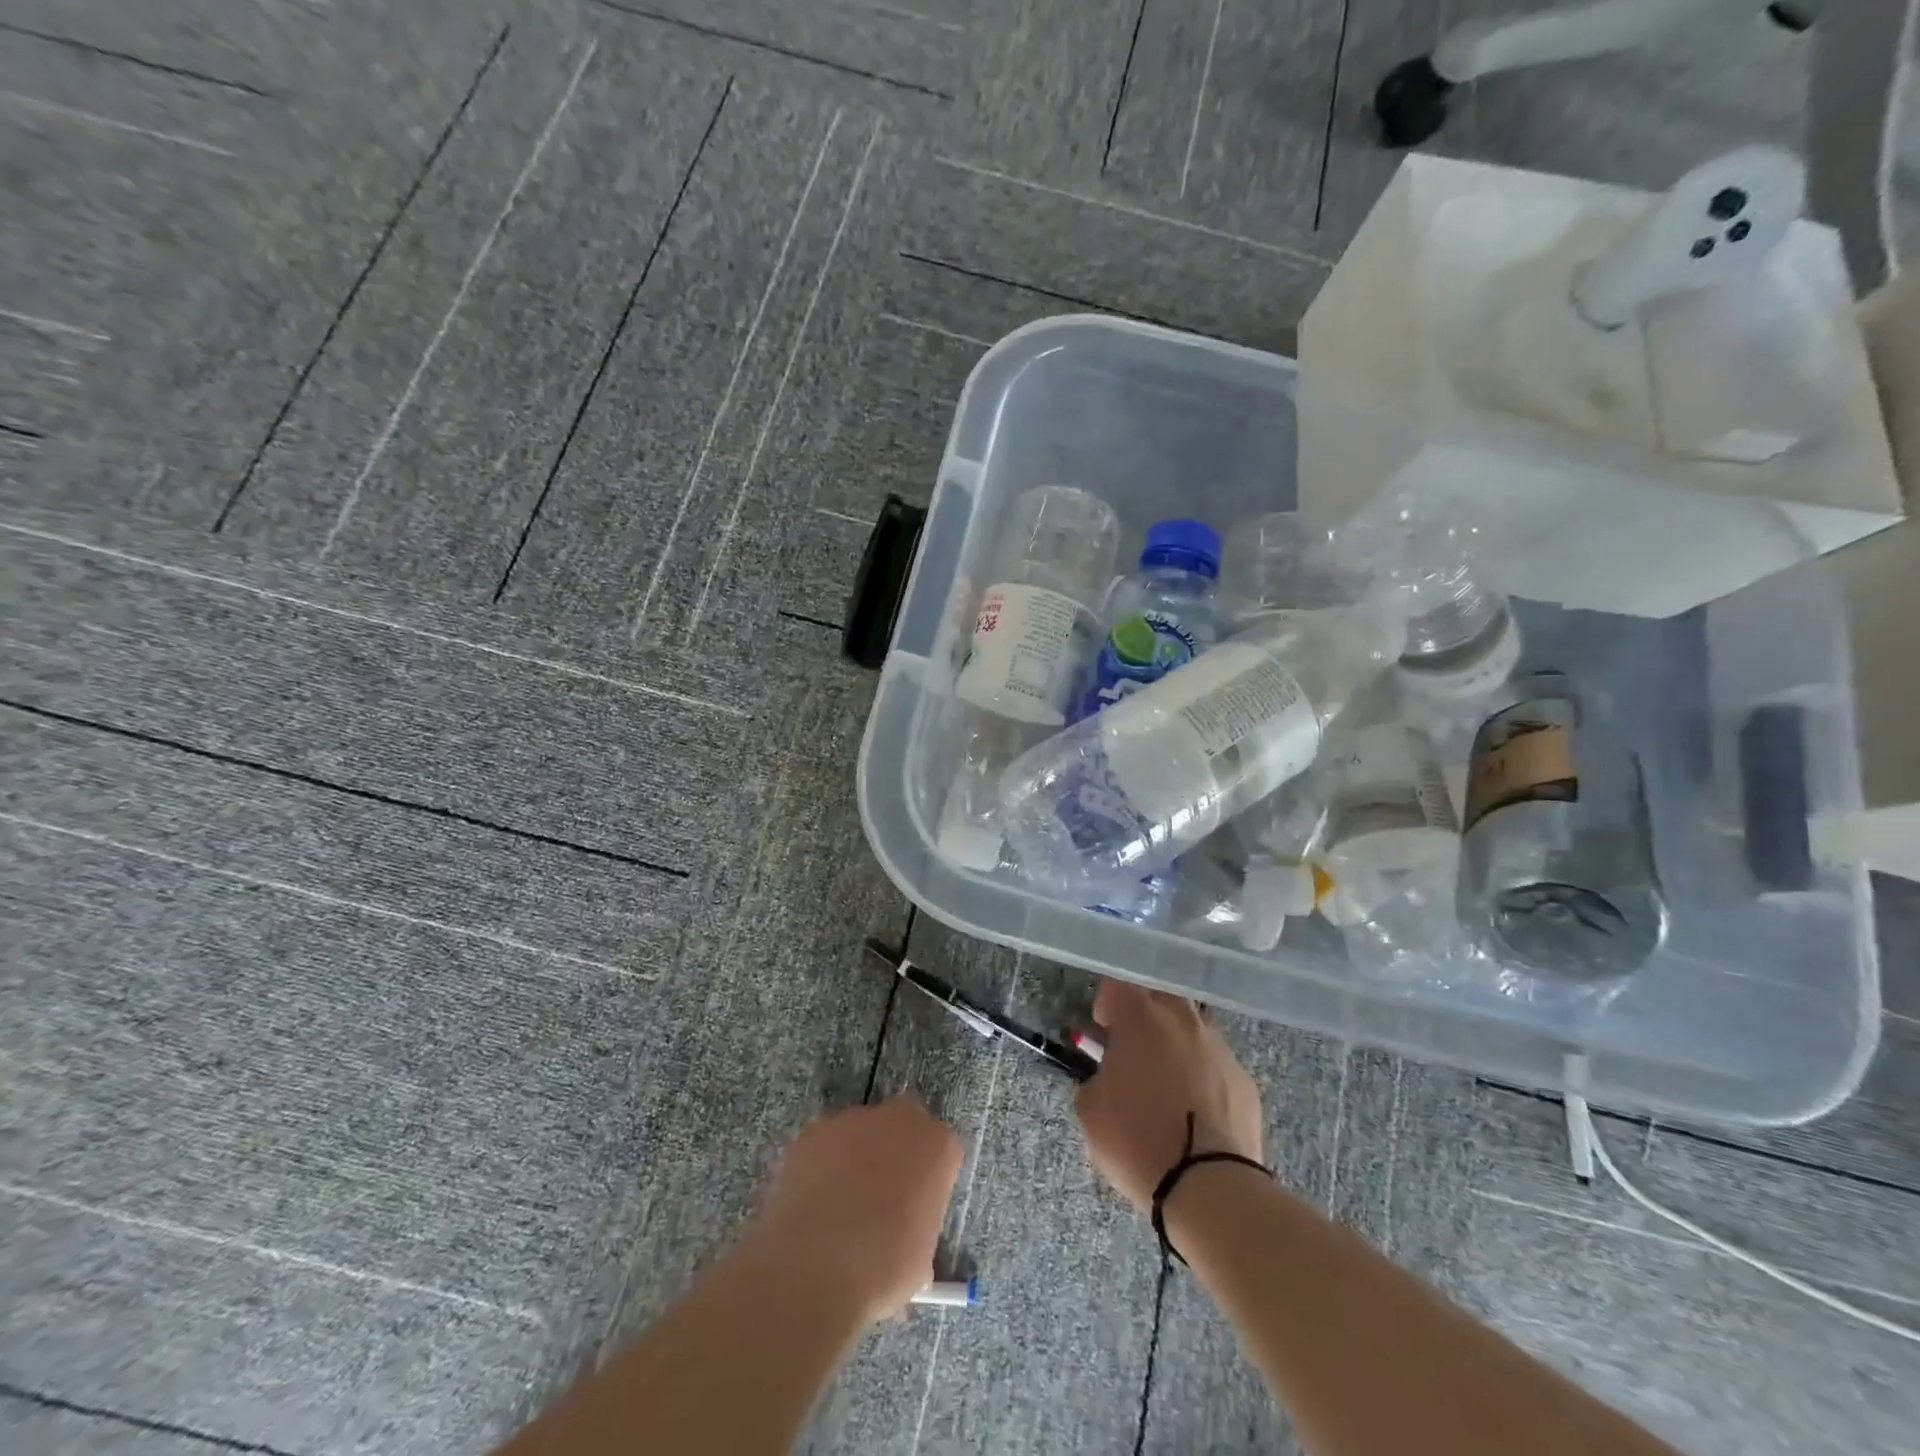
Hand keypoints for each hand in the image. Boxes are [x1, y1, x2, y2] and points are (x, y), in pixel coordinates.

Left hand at [744, 1099, 961, 1325]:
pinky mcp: (815, 1130)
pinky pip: (827, 1144)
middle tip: (881, 1198)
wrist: (814, 1269)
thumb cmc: (883, 1269)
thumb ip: (919, 1228)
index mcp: (938, 1147)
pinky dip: (823, 1165)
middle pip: (904, 1127)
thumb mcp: (921, 1260)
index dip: (929, 1179)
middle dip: (896, 1153)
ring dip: (857, 1157)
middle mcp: (900, 1120)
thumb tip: (904, 1235)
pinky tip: (814, 1202)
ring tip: (840, 1205)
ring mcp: (854, 1120)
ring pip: (862, 1132)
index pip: (942, 1151)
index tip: (917, 1208)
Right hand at [1074, 980, 1263, 1211]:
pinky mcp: (1244, 1080)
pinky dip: (1202, 1075)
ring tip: (1166, 1082)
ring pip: (1192, 1029)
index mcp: (1140, 1018)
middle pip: (1160, 998)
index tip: (1101, 1032)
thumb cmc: (1137, 1140)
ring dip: (1176, 1043)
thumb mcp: (1090, 1109)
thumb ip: (1096, 1077)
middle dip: (1145, 1015)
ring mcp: (1218, 1048)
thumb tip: (1109, 1074)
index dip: (1105, 1006)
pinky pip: (1215, 1063)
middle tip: (1133, 1049)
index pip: (1117, 987)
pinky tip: (1195, 1109)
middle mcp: (1182, 1020)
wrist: (1210, 1188)